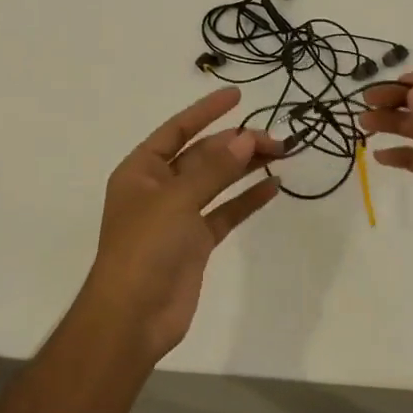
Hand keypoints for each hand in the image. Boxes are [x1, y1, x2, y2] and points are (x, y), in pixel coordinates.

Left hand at [80, 86, 281, 364]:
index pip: (176, 130)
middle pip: (202, 155)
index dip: (206, 111)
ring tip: (280, 154)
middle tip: (274, 139)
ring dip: (244, 168)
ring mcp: (178, 216)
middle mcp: (158, 188)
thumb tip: (245, 138)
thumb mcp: (177, 200)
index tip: (237, 96)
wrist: (133, 317)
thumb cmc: (145, 248)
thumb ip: (214, 169)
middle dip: (235, 143)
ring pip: (216, 182)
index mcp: (141, 170)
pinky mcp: (195, 243)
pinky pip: (225, 212)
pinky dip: (246, 200)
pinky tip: (272, 187)